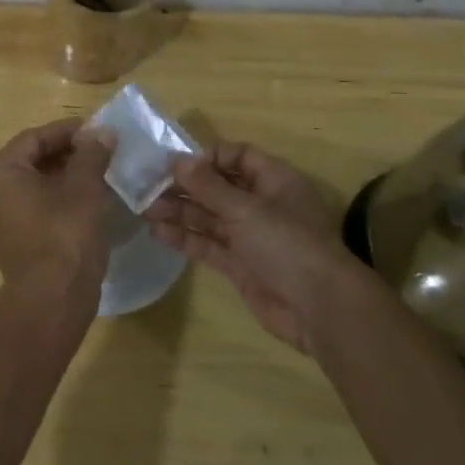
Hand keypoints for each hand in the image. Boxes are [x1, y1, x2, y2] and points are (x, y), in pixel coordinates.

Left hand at [0, 119, 117, 288]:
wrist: (53, 298)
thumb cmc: (65, 233)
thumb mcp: (84, 187)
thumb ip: (91, 154)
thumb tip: (103, 133)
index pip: (34, 138)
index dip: (68, 132)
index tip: (98, 131)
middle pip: (29, 160)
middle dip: (65, 153)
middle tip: (99, 151)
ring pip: (30, 184)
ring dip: (61, 175)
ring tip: (96, 173)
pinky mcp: (6, 240)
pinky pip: (29, 206)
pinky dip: (53, 197)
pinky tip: (83, 199)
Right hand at [145, 142, 353, 355]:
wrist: (319, 309)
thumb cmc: (287, 244)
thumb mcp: (246, 208)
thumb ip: (209, 186)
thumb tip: (178, 162)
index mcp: (274, 181)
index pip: (238, 156)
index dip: (208, 157)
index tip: (177, 163)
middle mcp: (262, 205)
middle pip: (218, 187)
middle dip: (185, 186)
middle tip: (148, 186)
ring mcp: (250, 237)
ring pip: (209, 217)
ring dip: (179, 211)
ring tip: (145, 208)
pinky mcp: (240, 265)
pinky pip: (208, 244)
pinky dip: (185, 237)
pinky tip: (158, 232)